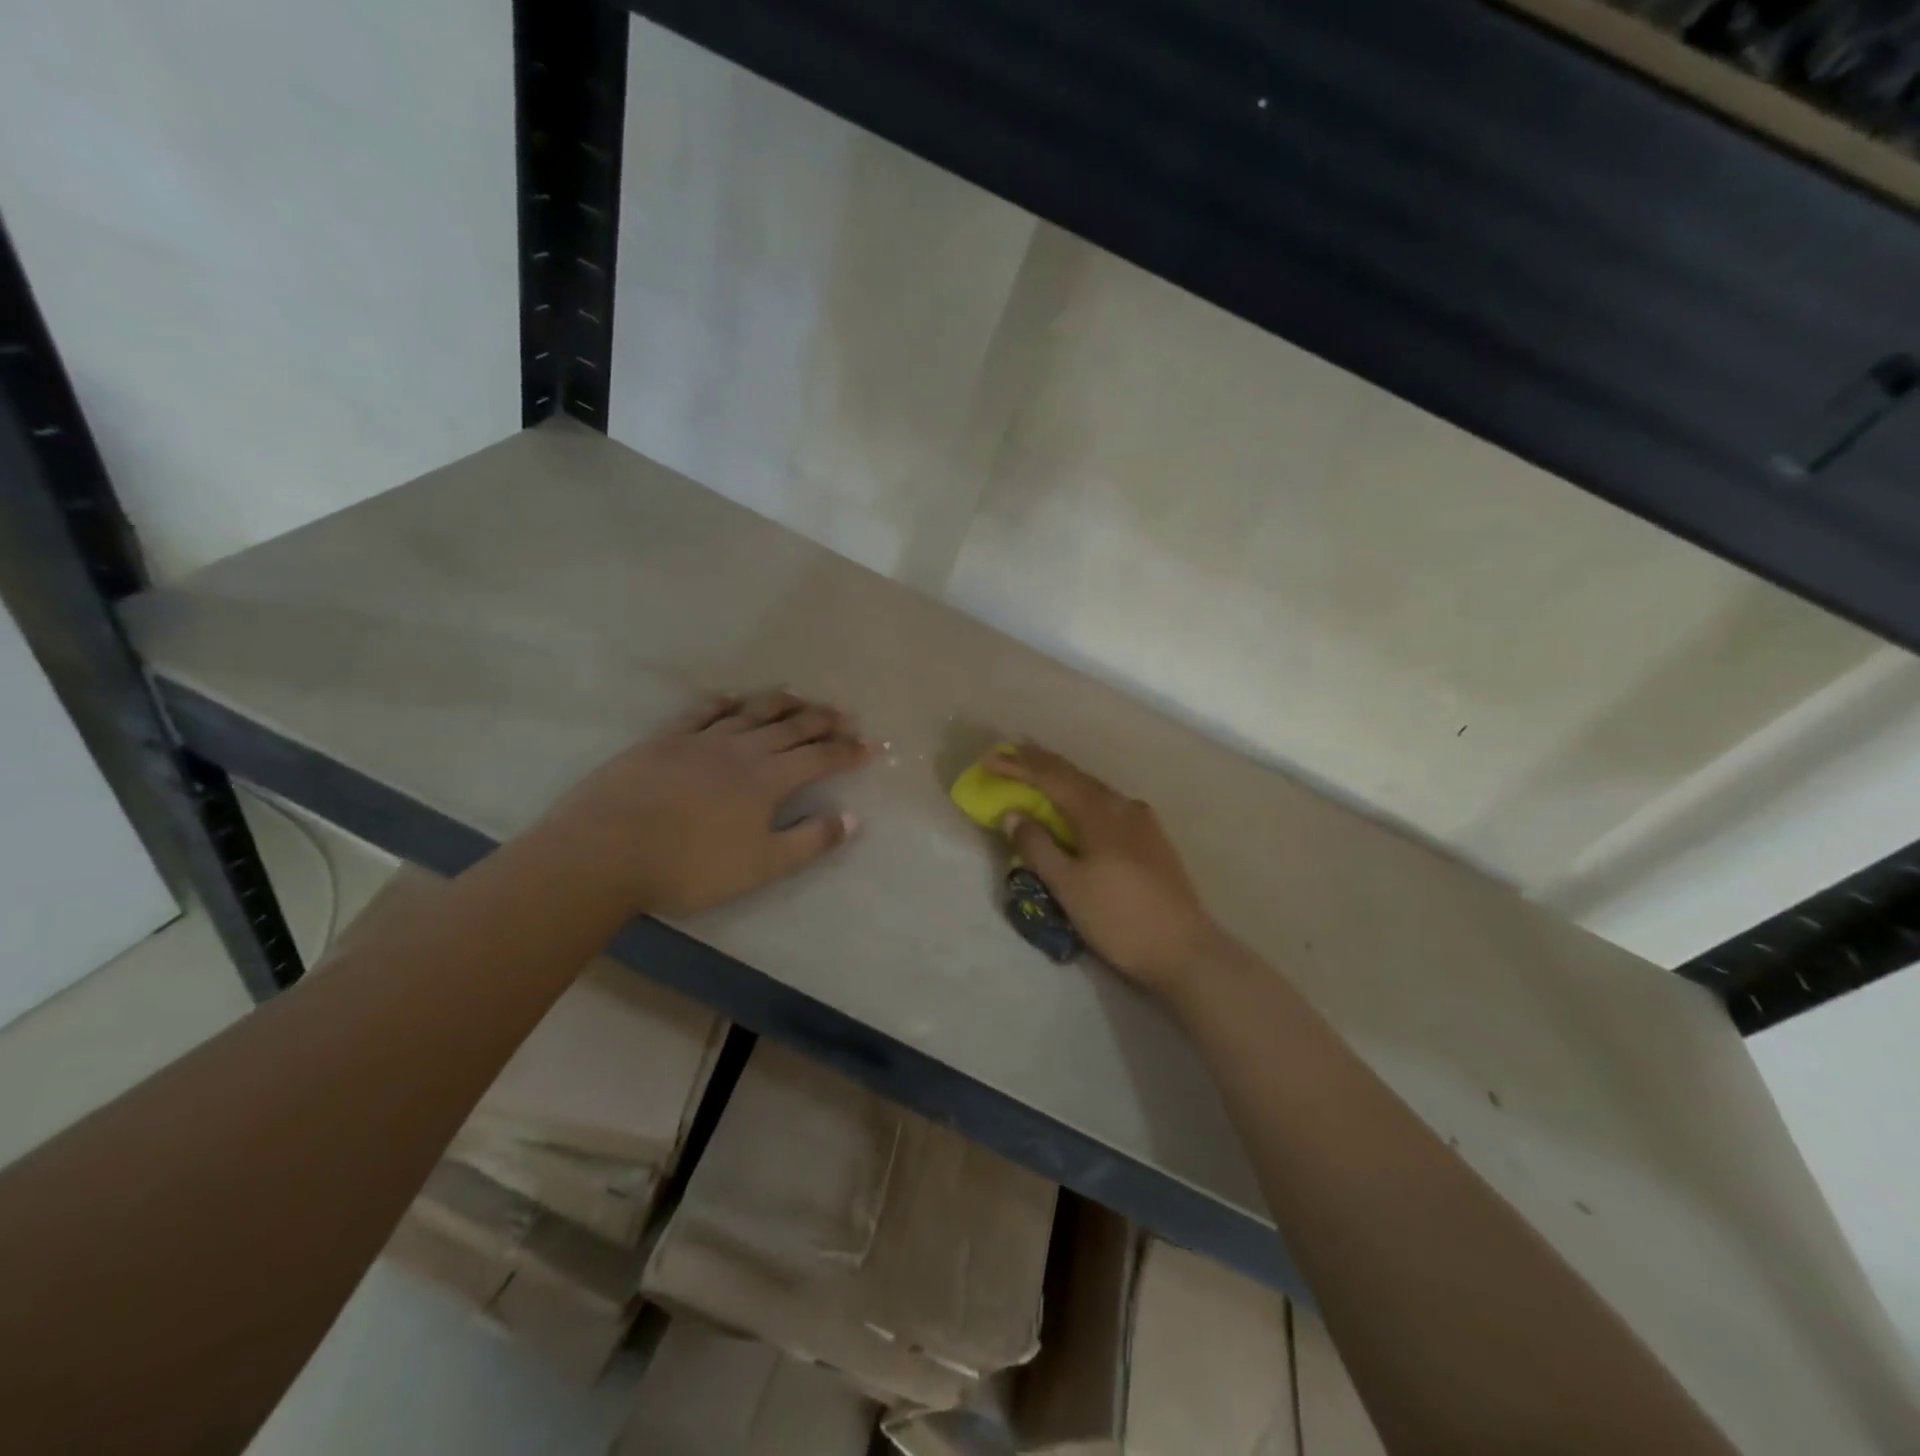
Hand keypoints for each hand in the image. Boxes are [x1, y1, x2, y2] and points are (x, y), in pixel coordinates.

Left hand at [538, 690, 872, 918]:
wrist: (606, 850)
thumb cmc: (690, 866)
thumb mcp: (761, 866)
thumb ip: (810, 841)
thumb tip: (852, 818)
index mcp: (768, 779)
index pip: (819, 757)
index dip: (848, 751)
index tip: (870, 747)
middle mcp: (741, 750)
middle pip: (790, 727)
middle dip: (822, 720)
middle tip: (845, 714)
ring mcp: (700, 740)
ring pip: (750, 712)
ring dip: (780, 703)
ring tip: (800, 696)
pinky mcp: (664, 740)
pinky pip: (701, 712)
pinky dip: (723, 703)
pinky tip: (732, 699)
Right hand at [987, 743, 1222, 995]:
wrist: (1185, 949)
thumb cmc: (1119, 918)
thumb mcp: (1068, 886)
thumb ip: (1038, 846)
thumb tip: (1013, 814)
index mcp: (1099, 812)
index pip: (1052, 777)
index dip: (1019, 766)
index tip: (990, 760)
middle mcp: (1123, 806)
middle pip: (1075, 775)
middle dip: (1041, 763)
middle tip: (1011, 752)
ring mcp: (1142, 821)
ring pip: (1093, 788)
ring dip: (1063, 778)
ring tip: (1038, 773)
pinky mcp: (1152, 838)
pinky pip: (1107, 804)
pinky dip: (1082, 796)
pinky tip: (1077, 806)